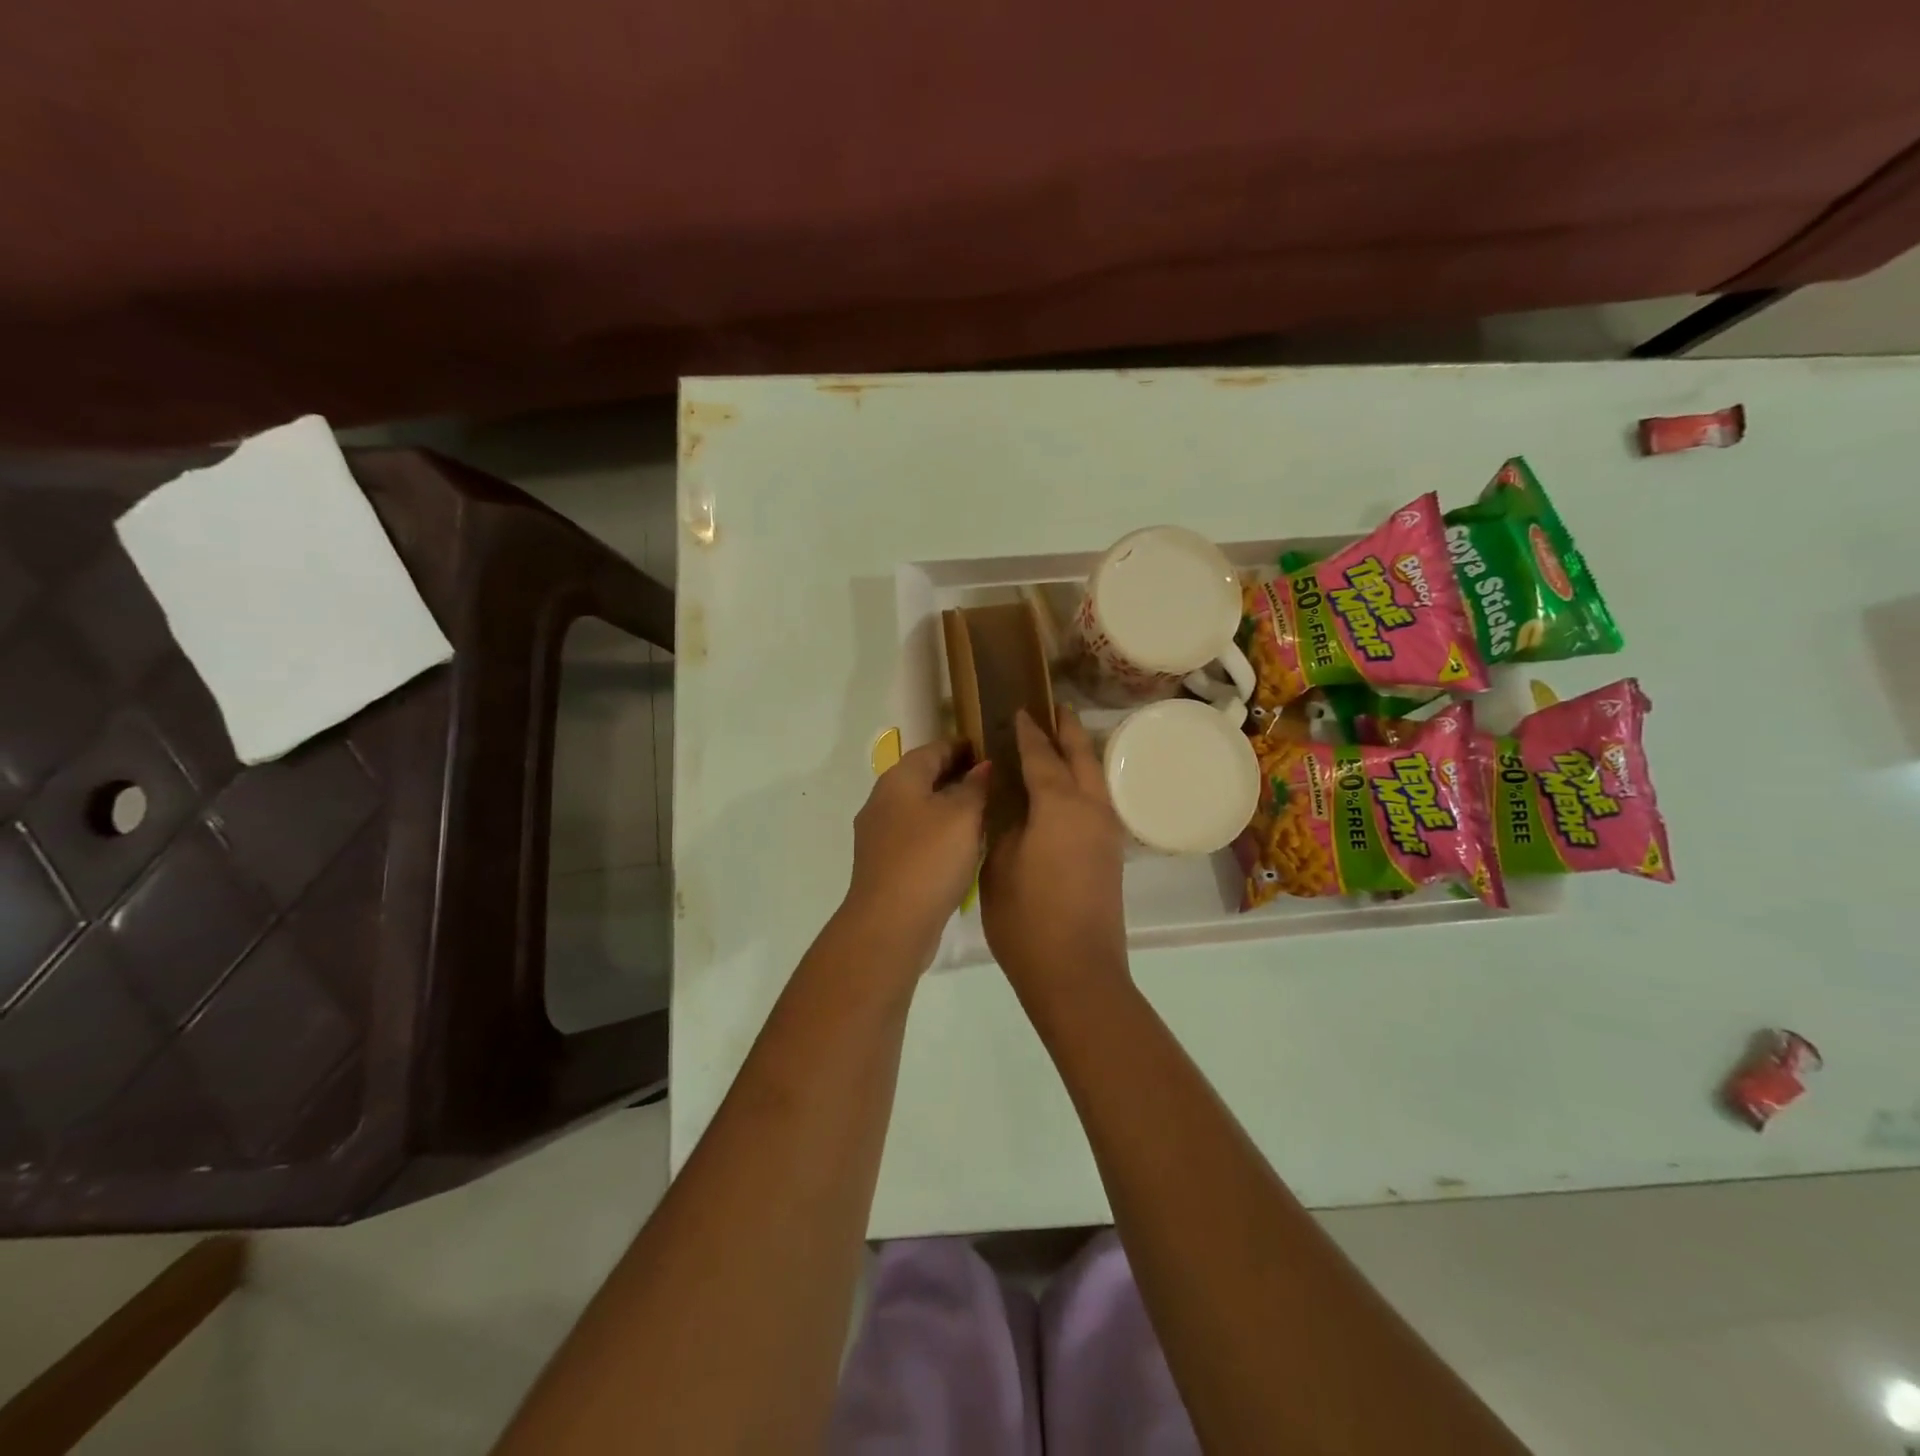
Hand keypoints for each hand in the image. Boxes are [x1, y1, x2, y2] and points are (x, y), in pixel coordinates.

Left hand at [844, 739, 990, 969]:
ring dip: (948, 805)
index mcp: (899, 779)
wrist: (890, 924)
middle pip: (923, 777)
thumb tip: (983, 766)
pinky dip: (939, 831)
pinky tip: (962, 845)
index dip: (963, 746)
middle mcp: (883, 800)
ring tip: (985, 811)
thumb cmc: (929, 859)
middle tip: (994, 780)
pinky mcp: (885, 864)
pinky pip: (916, 835)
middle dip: (956, 775)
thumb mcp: (962, 816)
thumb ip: (975, 786)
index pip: (934, 748)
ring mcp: (880, 834)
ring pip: (919, 807)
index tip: (991, 748)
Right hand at [981, 709, 1129, 1004]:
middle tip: (1054, 708)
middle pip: (1082, 756)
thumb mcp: (998, 864)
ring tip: (1063, 740)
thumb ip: (1002, 823)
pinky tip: (1069, 789)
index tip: (1019, 711)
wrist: (1076, 972)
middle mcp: (1090, 809)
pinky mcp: (1111, 853)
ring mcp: (1106, 832)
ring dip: (1081, 754)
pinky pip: (1098, 800)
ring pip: (1096, 778)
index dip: (1028, 733)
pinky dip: (1084, 781)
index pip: (1041, 756)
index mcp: (1059, 805)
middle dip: (1067, 730)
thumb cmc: (1027, 918)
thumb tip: (1005, 798)